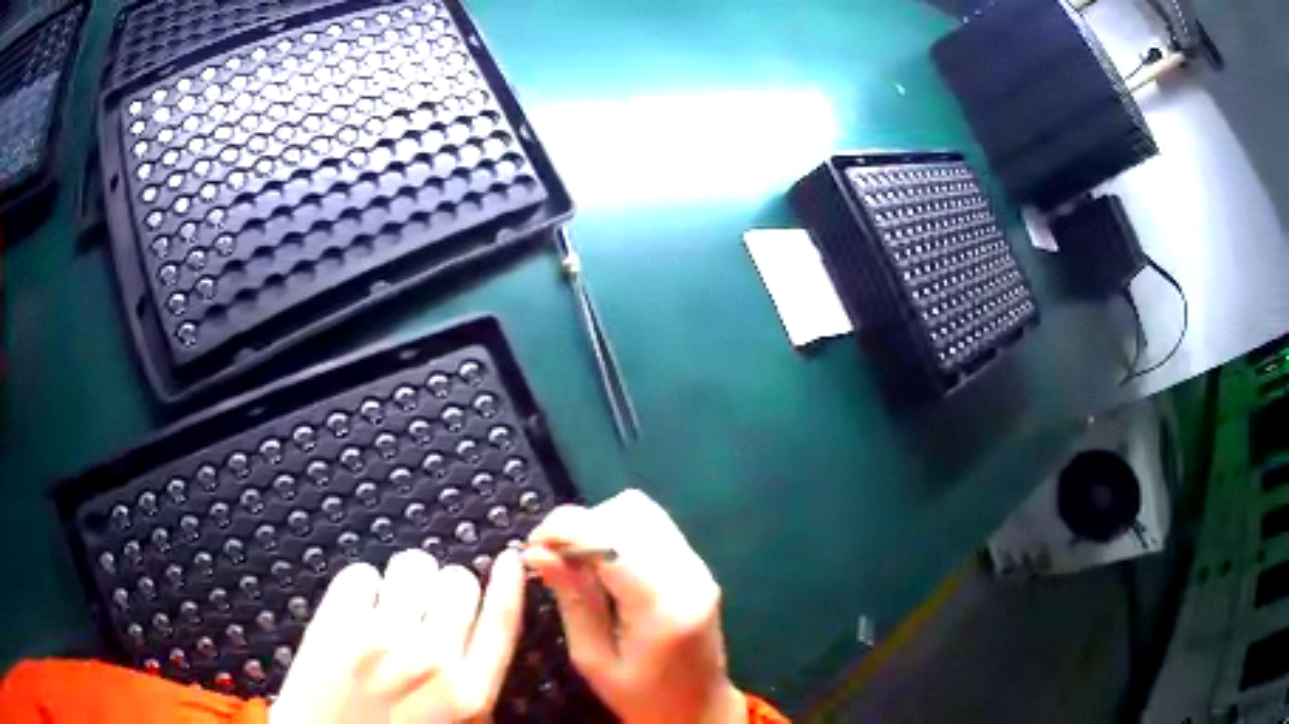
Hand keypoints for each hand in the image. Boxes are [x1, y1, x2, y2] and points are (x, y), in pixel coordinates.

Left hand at [271, 548, 524, 723]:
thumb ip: (473, 687)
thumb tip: (475, 636)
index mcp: (469, 694)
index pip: (501, 623)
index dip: (510, 585)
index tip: (510, 561)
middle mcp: (432, 660)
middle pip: (457, 581)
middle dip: (444, 587)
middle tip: (425, 604)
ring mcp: (382, 637)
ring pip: (412, 565)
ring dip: (405, 579)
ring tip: (389, 602)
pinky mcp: (337, 623)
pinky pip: (362, 572)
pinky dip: (362, 585)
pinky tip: (356, 609)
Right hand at [524, 489, 745, 723]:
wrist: (699, 710)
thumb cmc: (642, 697)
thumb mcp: (594, 659)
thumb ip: (572, 600)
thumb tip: (537, 552)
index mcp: (661, 605)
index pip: (610, 537)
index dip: (563, 528)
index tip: (532, 548)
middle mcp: (687, 574)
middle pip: (628, 512)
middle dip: (580, 524)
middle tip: (552, 557)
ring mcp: (698, 567)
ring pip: (642, 511)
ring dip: (600, 524)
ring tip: (575, 561)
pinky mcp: (697, 567)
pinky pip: (654, 527)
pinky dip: (619, 532)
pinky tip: (602, 564)